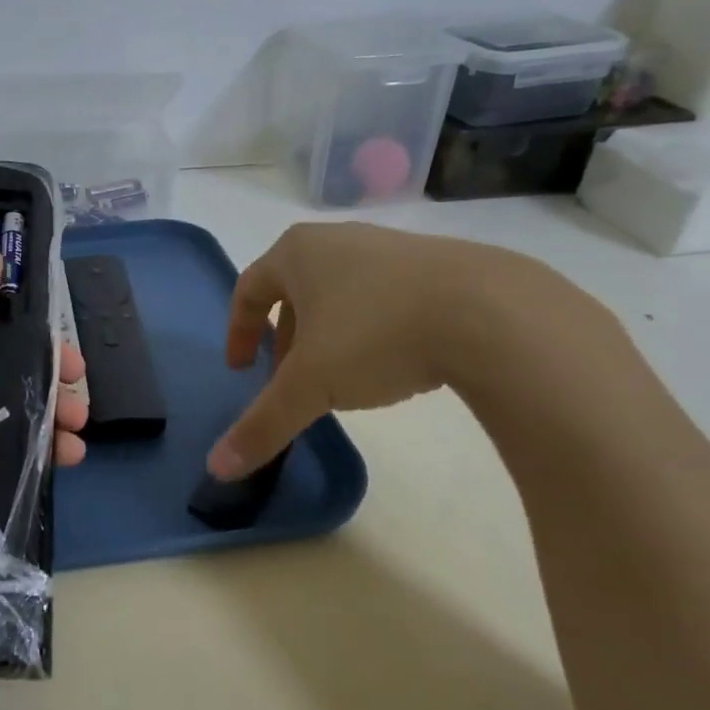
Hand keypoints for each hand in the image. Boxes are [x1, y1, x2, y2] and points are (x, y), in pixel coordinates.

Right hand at [207, 221, 564, 478]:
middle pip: (294, 290)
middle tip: (289, 377)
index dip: (239, 331)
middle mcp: (337, 239)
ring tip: (340, 376)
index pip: (248, 289)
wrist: (492, 312)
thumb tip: (217, 470)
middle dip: (285, 337)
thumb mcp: (310, 385)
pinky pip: (383, 295)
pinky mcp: (436, 264)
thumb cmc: (376, 333)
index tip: (243, 369)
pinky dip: (370, 327)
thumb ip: (263, 425)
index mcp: (297, 253)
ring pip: (339, 293)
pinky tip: (392, 361)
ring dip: (327, 333)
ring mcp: (389, 246)